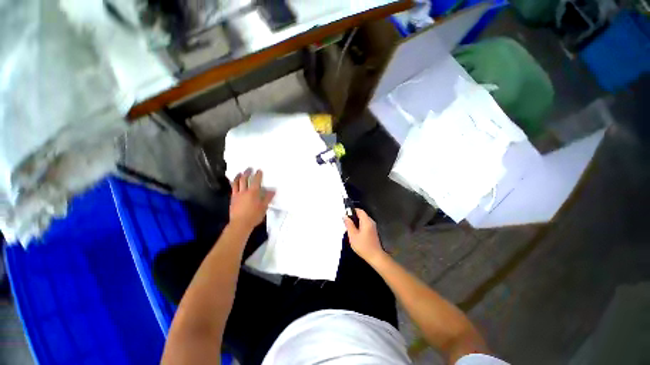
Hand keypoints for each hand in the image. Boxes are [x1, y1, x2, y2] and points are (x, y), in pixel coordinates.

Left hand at [230, 169, 274, 230]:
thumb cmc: (254, 215)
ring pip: (236, 183)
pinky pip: (232, 189)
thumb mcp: (264, 207)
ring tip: (240, 173)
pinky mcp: (232, 199)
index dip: (258, 175)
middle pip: (244, 179)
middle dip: (247, 173)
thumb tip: (273, 190)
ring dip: (238, 177)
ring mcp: (237, 195)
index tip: (259, 170)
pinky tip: (235, 184)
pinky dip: (234, 184)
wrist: (240, 224)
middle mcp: (244, 191)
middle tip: (249, 168)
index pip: (256, 181)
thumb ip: (267, 198)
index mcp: (253, 192)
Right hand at [344, 209, 385, 263]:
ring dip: (356, 222)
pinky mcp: (373, 232)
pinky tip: (355, 233)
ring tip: (349, 228)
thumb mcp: (353, 235)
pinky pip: (365, 225)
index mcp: (366, 221)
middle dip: (353, 217)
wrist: (375, 256)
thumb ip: (349, 225)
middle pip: (361, 215)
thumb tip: (345, 217)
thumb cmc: (363, 246)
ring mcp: (373, 227)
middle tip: (346, 222)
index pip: (360, 211)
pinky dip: (360, 226)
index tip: (346, 214)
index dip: (352, 211)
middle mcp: (371, 222)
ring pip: (363, 220)